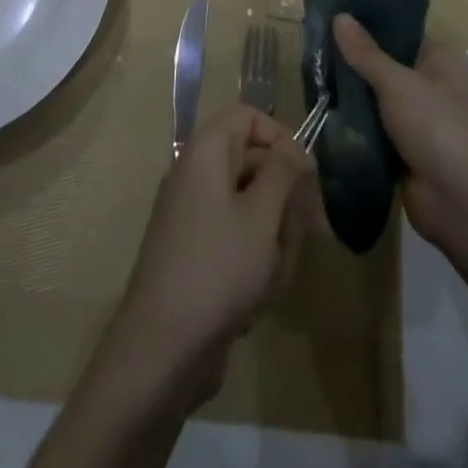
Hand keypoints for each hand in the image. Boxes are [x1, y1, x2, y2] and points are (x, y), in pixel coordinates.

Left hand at [111, 105, 316, 393]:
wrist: (161, 350)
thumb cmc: (217, 269)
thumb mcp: (262, 215)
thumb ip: (283, 171)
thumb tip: (294, 147)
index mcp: (205, 153)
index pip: (248, 117)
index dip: (280, 137)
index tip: (306, 173)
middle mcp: (196, 176)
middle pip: (254, 164)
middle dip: (284, 200)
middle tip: (304, 233)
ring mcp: (194, 216)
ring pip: (252, 209)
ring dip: (274, 240)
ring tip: (274, 276)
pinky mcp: (196, 255)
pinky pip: (237, 242)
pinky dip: (255, 264)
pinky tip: (259, 299)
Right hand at [332, 14, 467, 249]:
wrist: (460, 201)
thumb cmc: (436, 126)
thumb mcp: (397, 83)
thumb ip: (365, 52)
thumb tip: (339, 16)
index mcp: (442, 59)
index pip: (402, 31)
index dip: (369, 24)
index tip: (333, 17)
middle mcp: (434, 84)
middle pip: (387, 64)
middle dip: (354, 61)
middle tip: (315, 47)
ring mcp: (420, 119)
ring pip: (378, 98)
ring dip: (352, 94)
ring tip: (313, 75)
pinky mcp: (407, 149)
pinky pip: (375, 127)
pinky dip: (356, 124)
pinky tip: (324, 110)